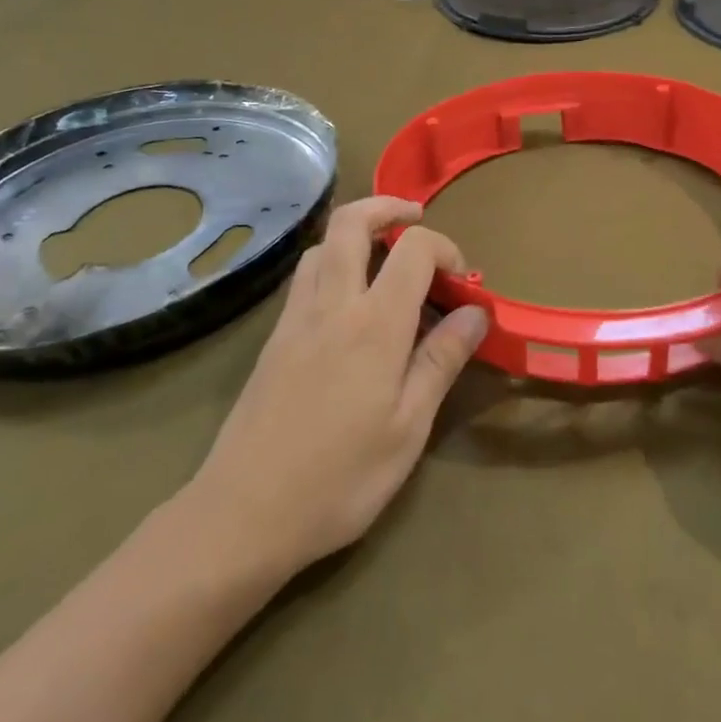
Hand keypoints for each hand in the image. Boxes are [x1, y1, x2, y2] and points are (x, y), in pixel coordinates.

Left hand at [185, 196, 487, 579]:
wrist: (243, 513)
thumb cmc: (340, 479)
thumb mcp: (408, 428)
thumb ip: (441, 360)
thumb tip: (476, 312)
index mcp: (374, 324)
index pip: (413, 248)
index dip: (444, 248)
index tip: (462, 282)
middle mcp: (331, 304)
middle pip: (352, 222)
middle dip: (388, 207)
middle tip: (416, 220)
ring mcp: (295, 317)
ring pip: (323, 245)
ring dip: (356, 234)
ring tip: (384, 260)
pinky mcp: (274, 337)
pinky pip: (305, 276)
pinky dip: (333, 263)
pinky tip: (347, 303)